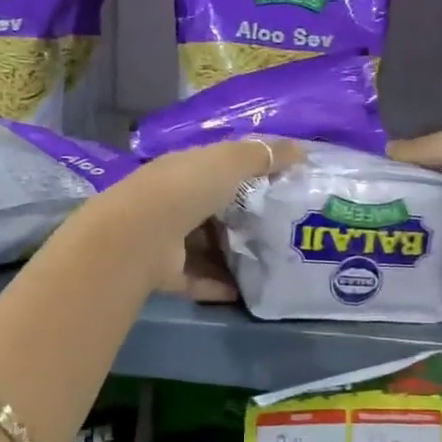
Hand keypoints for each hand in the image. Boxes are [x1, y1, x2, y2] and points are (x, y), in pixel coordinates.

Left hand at [91, 138, 304, 295]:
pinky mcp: (165, 273)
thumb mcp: (229, 162)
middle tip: (280, 230)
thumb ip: (262, 155)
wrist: (141, 235)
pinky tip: (245, 292)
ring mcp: (166, 239)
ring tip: (268, 263)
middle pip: (212, 210)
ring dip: (230, 255)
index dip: (245, 174)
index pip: (216, 168)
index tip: (279, 186)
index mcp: (184, 170)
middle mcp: (172, 202)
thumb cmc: (186, 188)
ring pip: (204, 246)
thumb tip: (300, 149)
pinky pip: (198, 279)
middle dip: (240, 219)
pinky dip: (218, 284)